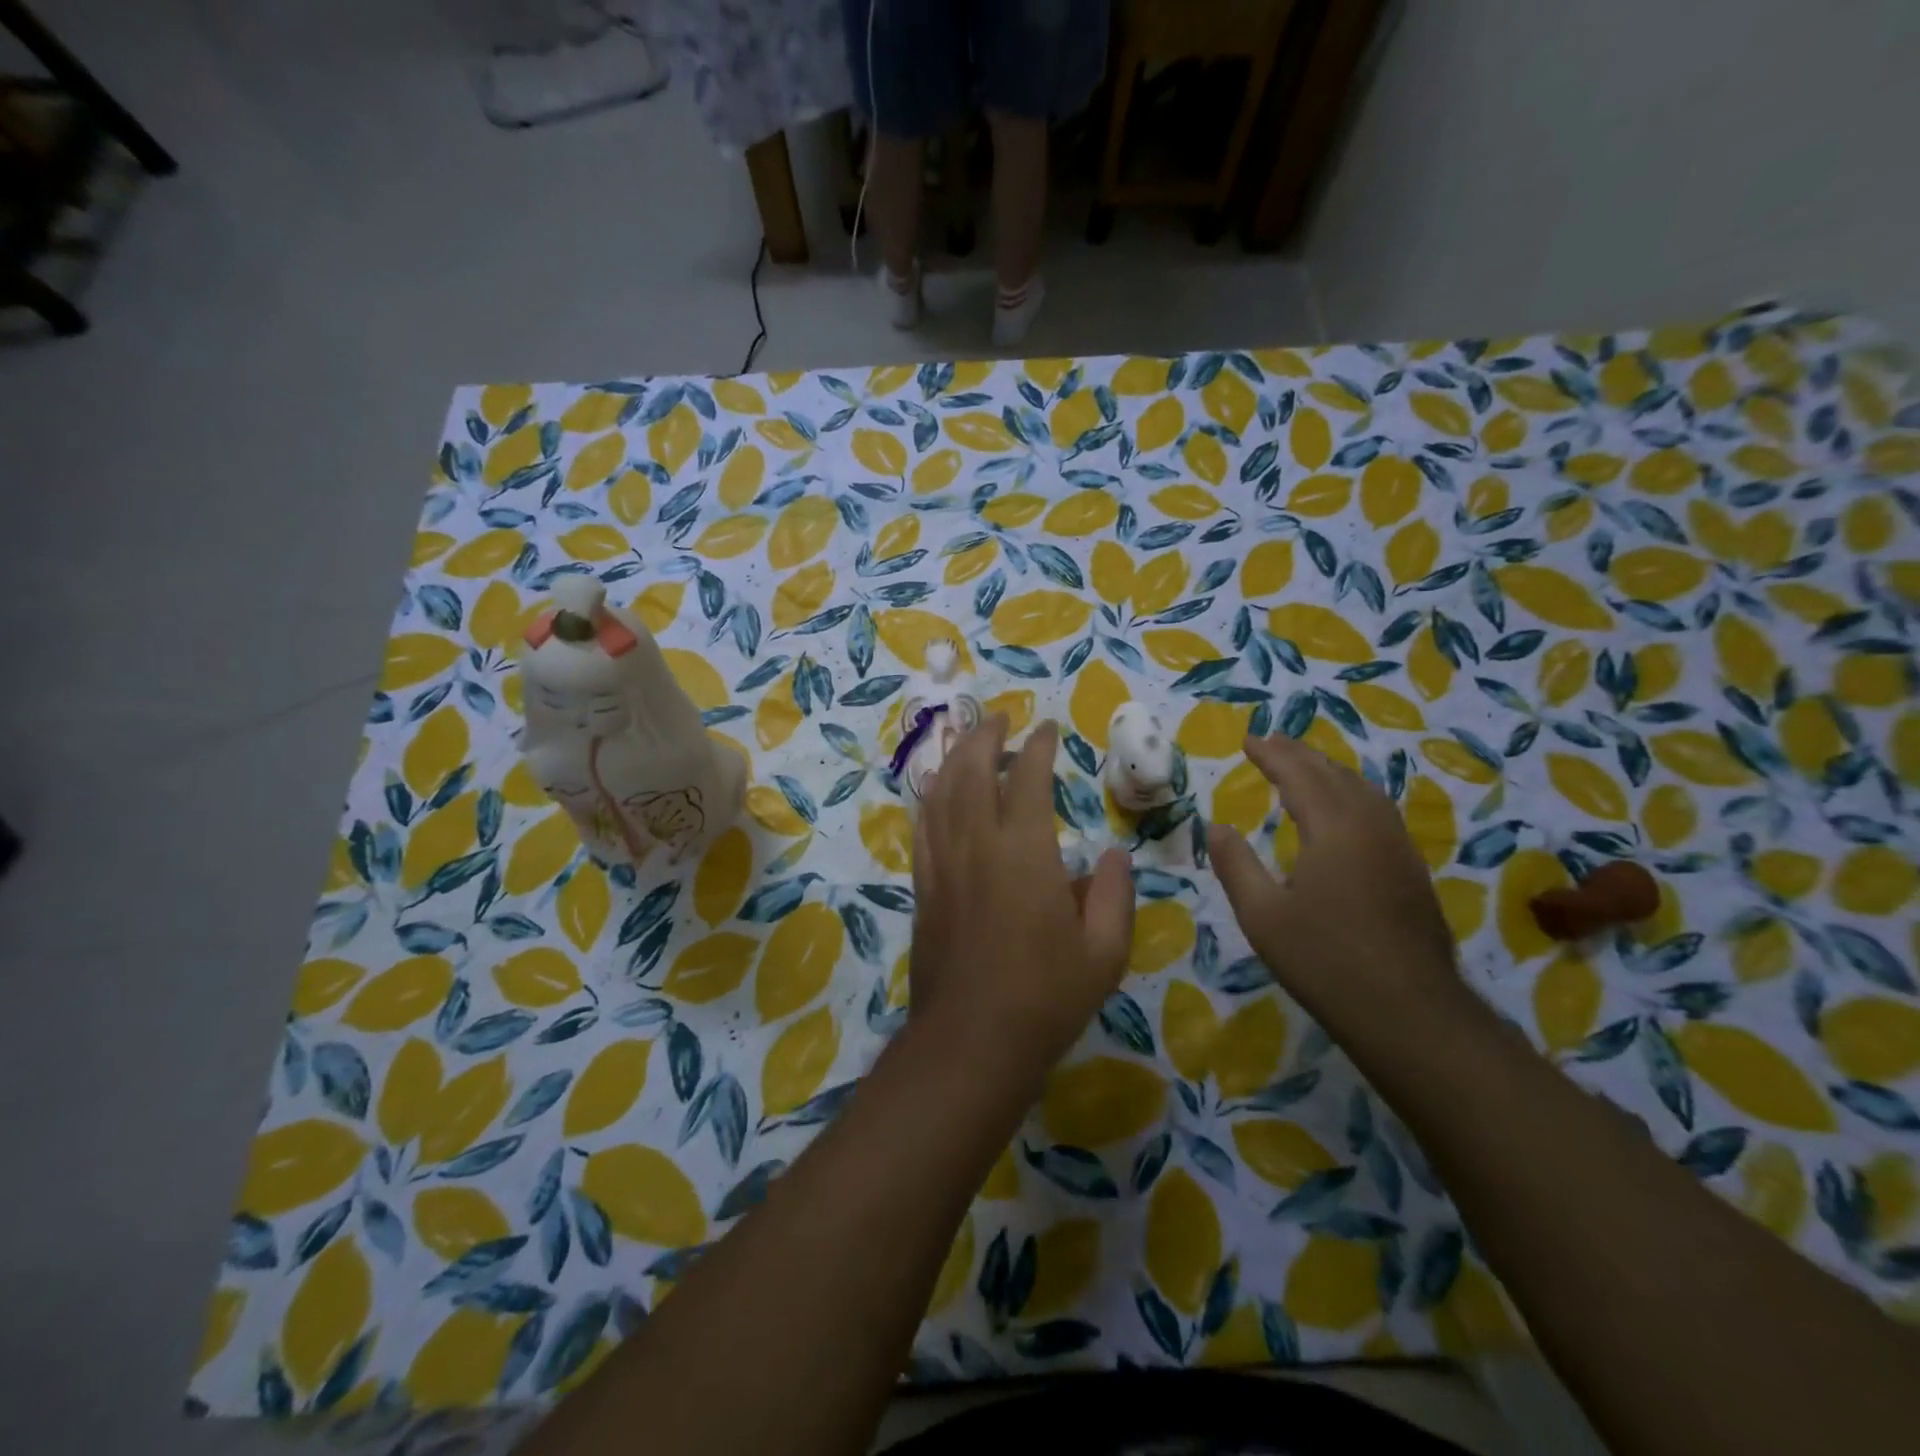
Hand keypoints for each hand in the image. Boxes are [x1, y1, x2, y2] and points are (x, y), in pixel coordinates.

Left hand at [910, 716, 1134, 1078]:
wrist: (971, 1040)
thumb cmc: (1046, 997)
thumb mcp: (1104, 952)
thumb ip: (1114, 895)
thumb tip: (1113, 854)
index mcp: (1025, 852)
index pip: (1028, 779)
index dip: (1038, 748)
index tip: (1047, 730)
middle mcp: (978, 844)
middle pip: (973, 771)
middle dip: (985, 736)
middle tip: (999, 718)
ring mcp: (943, 862)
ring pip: (941, 791)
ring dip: (954, 757)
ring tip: (967, 739)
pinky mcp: (923, 884)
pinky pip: (923, 825)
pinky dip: (931, 796)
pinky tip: (937, 789)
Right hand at [1207, 734, 1461, 1023]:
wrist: (1410, 1012)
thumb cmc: (1324, 961)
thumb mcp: (1262, 916)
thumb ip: (1236, 865)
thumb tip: (1216, 826)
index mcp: (1334, 829)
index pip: (1299, 776)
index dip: (1272, 755)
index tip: (1249, 740)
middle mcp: (1370, 826)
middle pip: (1335, 775)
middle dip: (1301, 754)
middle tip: (1272, 742)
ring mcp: (1398, 848)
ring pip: (1364, 790)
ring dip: (1330, 771)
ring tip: (1306, 766)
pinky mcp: (1412, 871)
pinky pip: (1379, 811)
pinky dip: (1352, 793)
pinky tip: (1345, 811)